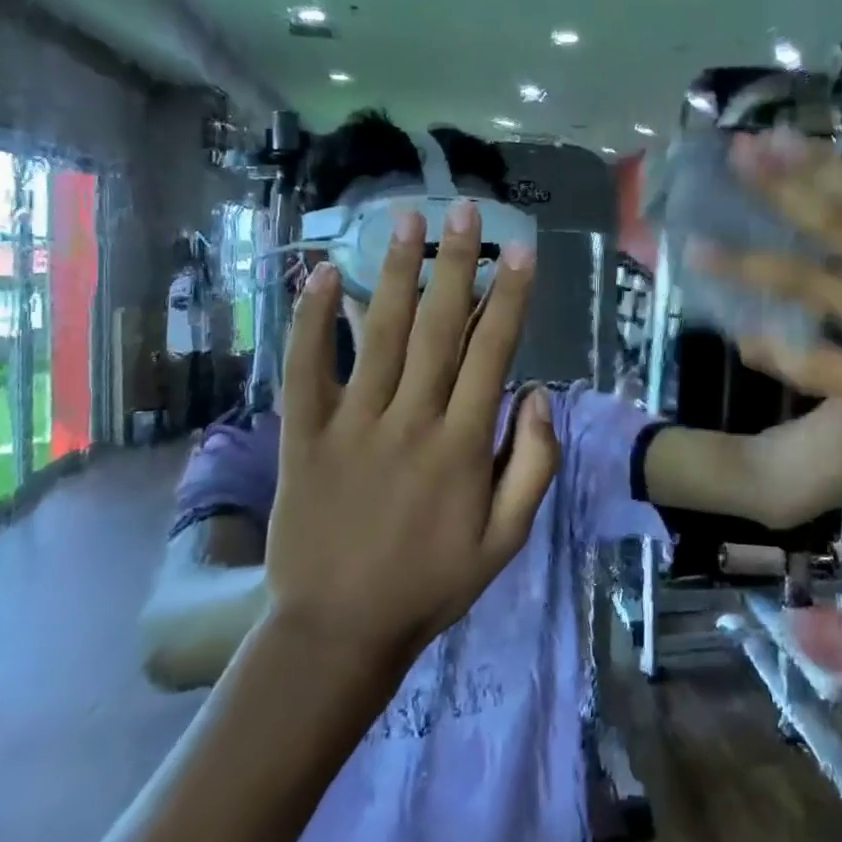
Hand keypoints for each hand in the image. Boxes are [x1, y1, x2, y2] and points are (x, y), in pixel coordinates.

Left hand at [265, 204, 558, 665]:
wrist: (339, 630)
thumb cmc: (431, 584)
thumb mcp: (506, 541)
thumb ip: (533, 466)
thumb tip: (537, 394)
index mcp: (464, 446)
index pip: (493, 353)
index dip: (510, 297)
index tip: (520, 250)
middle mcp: (411, 421)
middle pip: (440, 328)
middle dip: (457, 264)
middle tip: (466, 210)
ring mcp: (353, 425)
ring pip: (381, 335)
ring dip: (397, 273)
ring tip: (407, 219)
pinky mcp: (303, 435)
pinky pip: (306, 369)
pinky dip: (313, 320)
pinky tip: (323, 274)